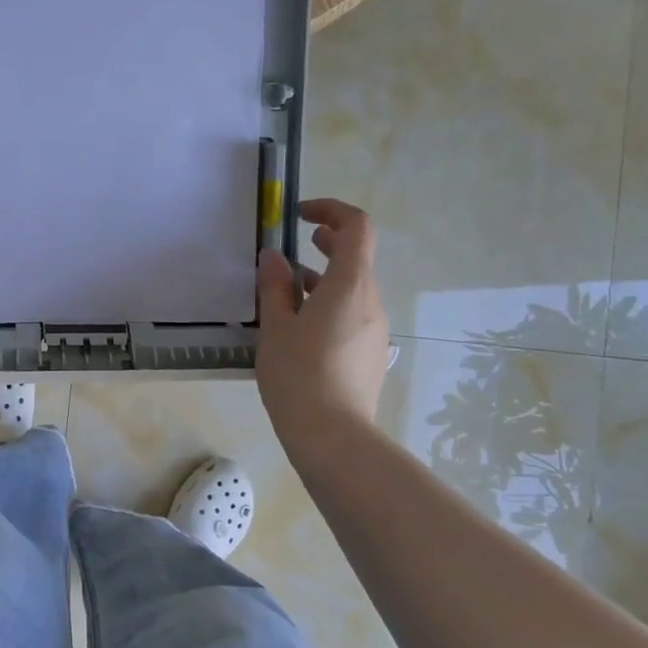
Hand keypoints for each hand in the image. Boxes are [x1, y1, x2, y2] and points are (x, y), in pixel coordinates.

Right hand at [255, 200, 390, 446]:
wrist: (334, 437)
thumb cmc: (298, 375)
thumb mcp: (276, 327)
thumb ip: (275, 287)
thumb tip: (272, 258)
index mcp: (350, 285)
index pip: (357, 227)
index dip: (331, 210)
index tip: (300, 216)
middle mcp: (371, 301)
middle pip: (356, 258)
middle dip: (327, 243)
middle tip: (296, 245)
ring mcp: (375, 330)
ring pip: (352, 290)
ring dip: (323, 280)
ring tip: (285, 294)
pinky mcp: (371, 355)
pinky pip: (352, 316)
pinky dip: (329, 307)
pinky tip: (299, 331)